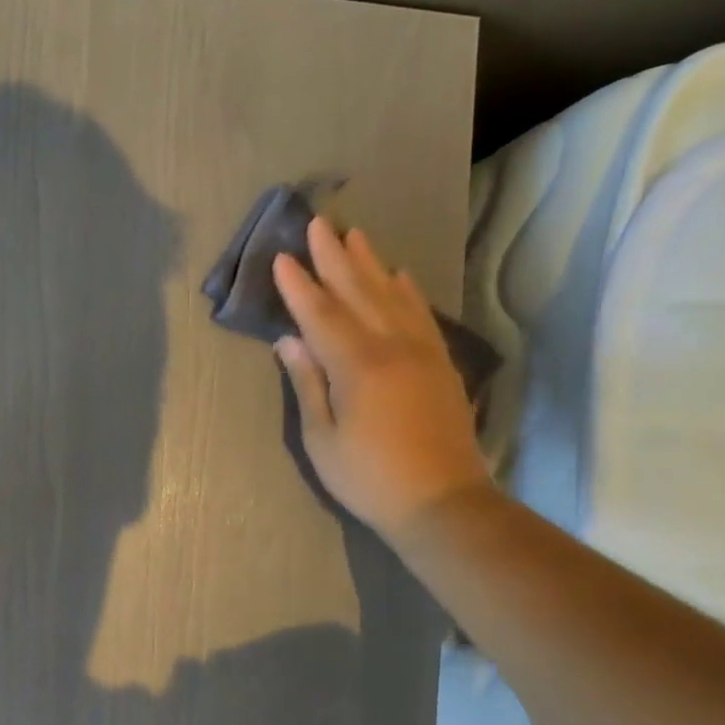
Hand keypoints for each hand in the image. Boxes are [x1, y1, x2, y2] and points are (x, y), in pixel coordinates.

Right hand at [272, 219, 490, 541]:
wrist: (442, 501)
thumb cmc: (368, 477)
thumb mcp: (322, 438)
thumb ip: (308, 383)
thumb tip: (289, 341)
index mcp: (357, 366)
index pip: (321, 315)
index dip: (299, 286)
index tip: (281, 257)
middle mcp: (392, 347)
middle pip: (359, 292)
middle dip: (335, 257)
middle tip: (319, 223)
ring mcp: (422, 352)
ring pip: (392, 296)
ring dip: (371, 263)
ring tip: (356, 234)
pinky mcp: (440, 364)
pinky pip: (421, 315)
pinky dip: (407, 291)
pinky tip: (399, 276)